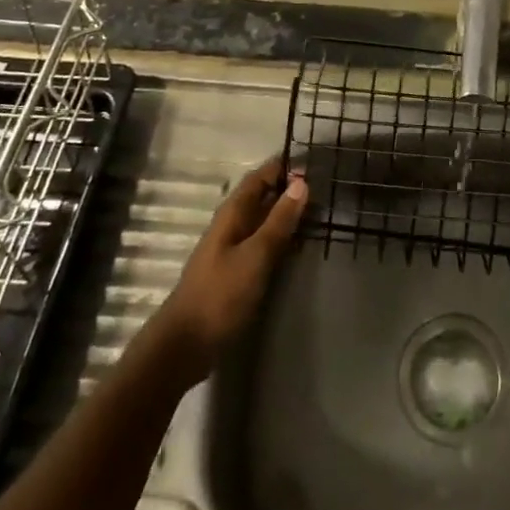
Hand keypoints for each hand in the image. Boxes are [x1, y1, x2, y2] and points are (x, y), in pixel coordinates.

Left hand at [142, 158, 306, 386]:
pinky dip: (279, 238)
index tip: (314, 164)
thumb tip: (301, 182)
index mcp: (232, 213)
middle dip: (288, 190)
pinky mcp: (234, 271)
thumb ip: (279, 221)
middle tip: (324, 190)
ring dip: (285, 215)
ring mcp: (231, 248)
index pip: (259, 177)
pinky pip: (260, 242)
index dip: (283, 167)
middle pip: (261, 196)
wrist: (185, 344)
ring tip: (317, 214)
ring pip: (262, 220)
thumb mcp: (256, 255)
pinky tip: (296, 246)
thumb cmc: (220, 295)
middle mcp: (230, 225)